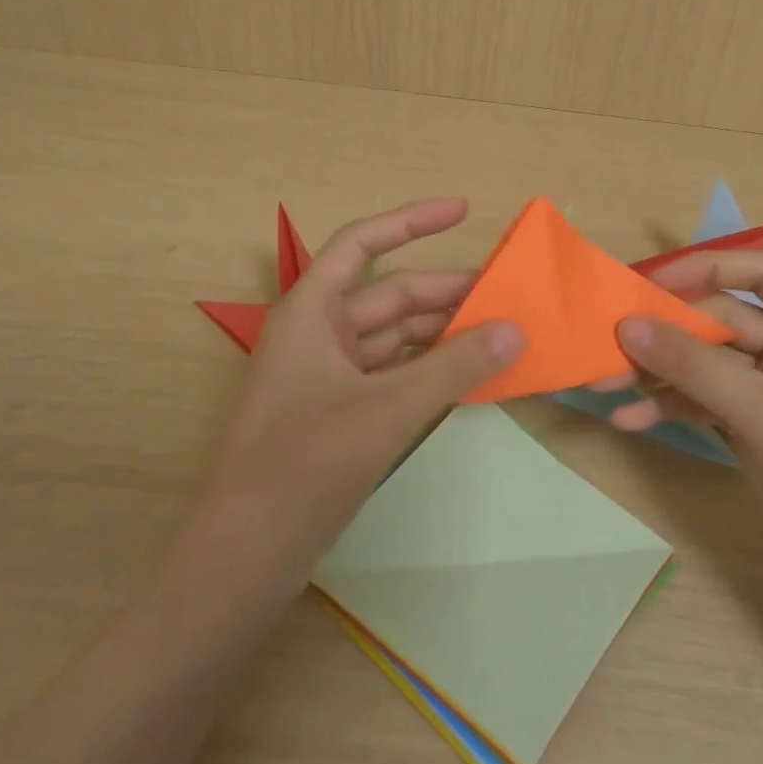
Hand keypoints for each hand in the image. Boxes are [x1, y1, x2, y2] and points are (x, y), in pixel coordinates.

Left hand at [203, 199, 524, 561]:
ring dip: (441, 334)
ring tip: (498, 333)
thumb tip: (514, 330)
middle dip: (445, 292)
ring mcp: (327, 374)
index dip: (412, 221)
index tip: (463, 210)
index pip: (361, 243)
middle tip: (505, 295)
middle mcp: (317, 333)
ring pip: (394, 337)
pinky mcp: (338, 412)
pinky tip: (467, 374)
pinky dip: (428, 370)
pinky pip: (392, 373)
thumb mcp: (388, 408)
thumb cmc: (306, 463)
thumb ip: (454, 367)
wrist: (248, 553)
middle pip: (388, 294)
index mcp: (310, 311)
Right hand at [606, 250, 762, 603]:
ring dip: (658, 372)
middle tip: (609, 341)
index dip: (708, 268)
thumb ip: (693, 364)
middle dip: (667, 334)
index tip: (653, 282)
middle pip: (723, 321)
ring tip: (604, 383)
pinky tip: (630, 419)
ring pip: (706, 364)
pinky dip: (670, 407)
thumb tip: (627, 323)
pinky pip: (704, 402)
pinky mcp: (754, 430)